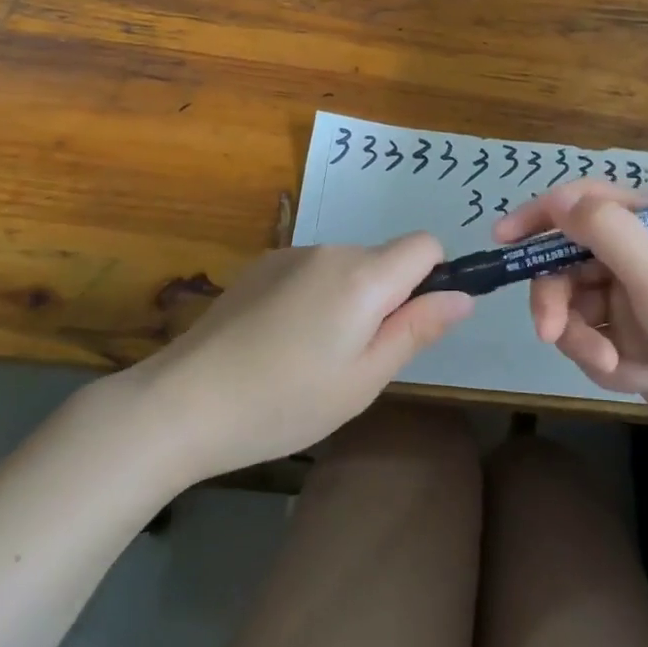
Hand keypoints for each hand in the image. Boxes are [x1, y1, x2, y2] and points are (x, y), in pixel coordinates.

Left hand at [131, 237, 472, 480]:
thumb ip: (416, 330)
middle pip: (384, 258)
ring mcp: (292, 253)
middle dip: (385, 298)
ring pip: (347, 266)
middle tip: (354, 359)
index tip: (407, 325)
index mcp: (363, 276)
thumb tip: (463, 297)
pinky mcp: (262, 264)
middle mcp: (331, 249)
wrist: (184, 400)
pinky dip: (314, 296)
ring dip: (347, 299)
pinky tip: (279, 341)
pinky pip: (311, 270)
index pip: (425, 245)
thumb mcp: (363, 380)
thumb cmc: (285, 401)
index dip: (431, 279)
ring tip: (311, 356)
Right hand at [496, 182, 647, 465]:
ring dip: (582, 338)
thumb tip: (558, 198)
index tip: (503, 238)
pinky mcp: (631, 342)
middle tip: (549, 333)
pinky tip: (638, 378)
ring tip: (612, 365)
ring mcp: (633, 300)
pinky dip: (605, 361)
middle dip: (556, 298)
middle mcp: (638, 256)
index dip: (540, 215)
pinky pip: (590, 341)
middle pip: (567, 260)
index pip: (584, 202)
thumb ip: (605, 231)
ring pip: (572, 306)